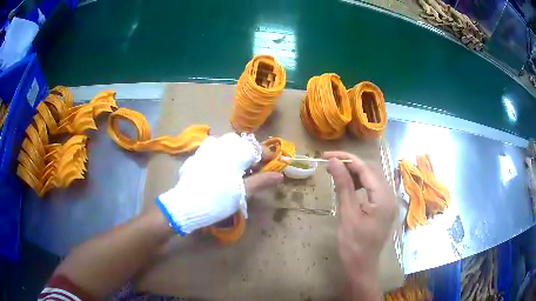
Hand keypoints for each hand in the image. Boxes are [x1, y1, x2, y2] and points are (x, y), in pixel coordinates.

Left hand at [156, 133, 281, 234]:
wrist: (185, 205)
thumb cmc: (218, 199)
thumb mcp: (242, 192)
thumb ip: (261, 181)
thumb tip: (280, 175)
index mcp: (234, 151)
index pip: (257, 148)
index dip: (266, 157)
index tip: (271, 167)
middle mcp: (220, 144)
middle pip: (241, 144)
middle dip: (250, 155)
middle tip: (254, 171)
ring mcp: (206, 148)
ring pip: (226, 146)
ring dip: (235, 154)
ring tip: (237, 170)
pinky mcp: (196, 156)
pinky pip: (213, 151)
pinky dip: (221, 157)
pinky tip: (219, 171)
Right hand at [324, 151, 395, 298]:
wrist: (362, 266)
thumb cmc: (353, 244)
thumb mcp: (347, 214)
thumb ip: (343, 185)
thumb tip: (333, 161)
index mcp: (384, 197)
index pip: (366, 169)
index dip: (346, 159)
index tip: (327, 156)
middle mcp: (390, 195)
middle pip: (371, 170)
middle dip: (350, 164)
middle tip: (330, 164)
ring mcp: (389, 201)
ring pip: (372, 177)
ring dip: (355, 173)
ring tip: (337, 174)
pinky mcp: (384, 206)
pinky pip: (373, 188)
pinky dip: (360, 183)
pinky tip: (349, 187)